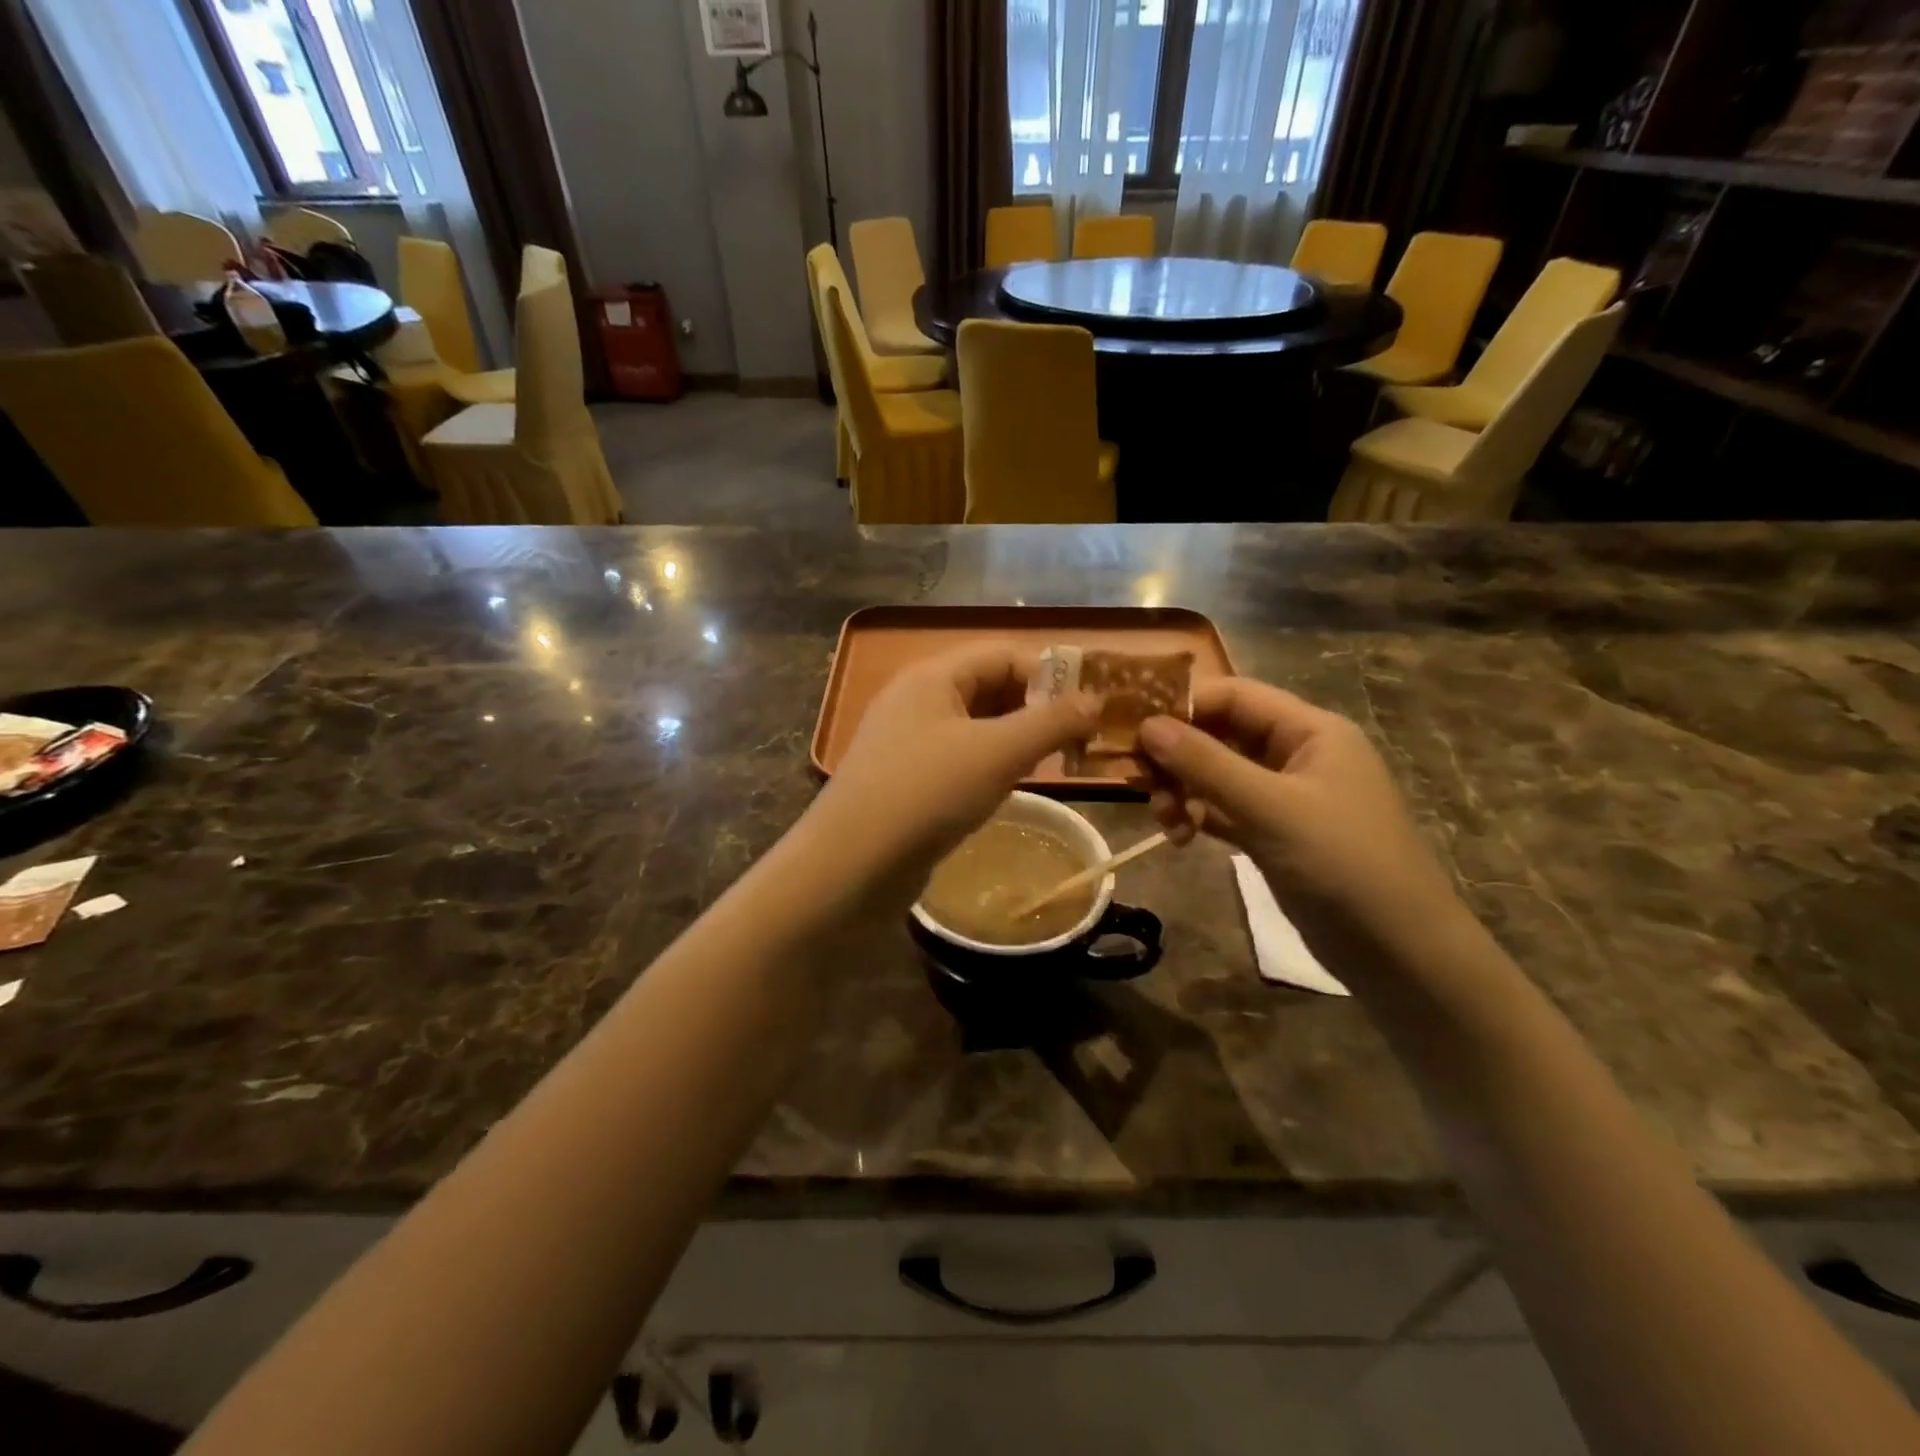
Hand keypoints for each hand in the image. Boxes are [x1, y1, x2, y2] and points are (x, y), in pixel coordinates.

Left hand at [805, 642, 1098, 903]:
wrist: (852, 864)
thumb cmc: (928, 793)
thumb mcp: (998, 752)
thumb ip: (1051, 722)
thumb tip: (1095, 701)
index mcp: (933, 676)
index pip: (1003, 654)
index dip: (1049, 675)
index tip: (1088, 710)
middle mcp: (917, 699)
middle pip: (989, 686)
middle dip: (1036, 707)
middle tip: (1076, 740)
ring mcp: (907, 740)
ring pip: (976, 725)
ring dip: (1016, 738)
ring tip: (1053, 764)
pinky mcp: (906, 778)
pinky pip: (959, 756)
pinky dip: (991, 764)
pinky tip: (1010, 787)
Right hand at [1138, 678, 1461, 952]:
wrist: (1399, 950)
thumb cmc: (1341, 863)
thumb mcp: (1269, 808)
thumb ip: (1206, 764)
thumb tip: (1146, 726)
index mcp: (1310, 731)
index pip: (1234, 696)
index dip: (1183, 706)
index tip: (1134, 730)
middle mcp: (1297, 754)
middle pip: (1222, 734)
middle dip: (1178, 755)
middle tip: (1141, 783)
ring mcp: (1286, 796)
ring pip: (1218, 774)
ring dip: (1183, 789)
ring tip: (1165, 819)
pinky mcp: (1275, 833)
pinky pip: (1224, 809)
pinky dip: (1199, 815)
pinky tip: (1180, 835)